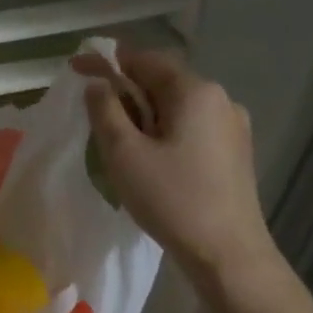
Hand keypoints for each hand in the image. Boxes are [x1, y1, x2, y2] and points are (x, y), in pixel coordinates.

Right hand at [73, 45, 279, 281]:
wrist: (227, 252)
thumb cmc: (170, 199)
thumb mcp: (124, 153)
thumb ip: (105, 111)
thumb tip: (97, 84)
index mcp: (195, 91)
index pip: (145, 59)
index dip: (107, 62)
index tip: (76, 68)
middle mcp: (220, 99)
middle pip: (163, 81)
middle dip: (126, 90)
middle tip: (95, 114)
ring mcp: (233, 126)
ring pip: (177, 106)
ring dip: (145, 113)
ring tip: (120, 141)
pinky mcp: (235, 151)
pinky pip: (192, 126)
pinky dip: (164, 130)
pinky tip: (152, 158)